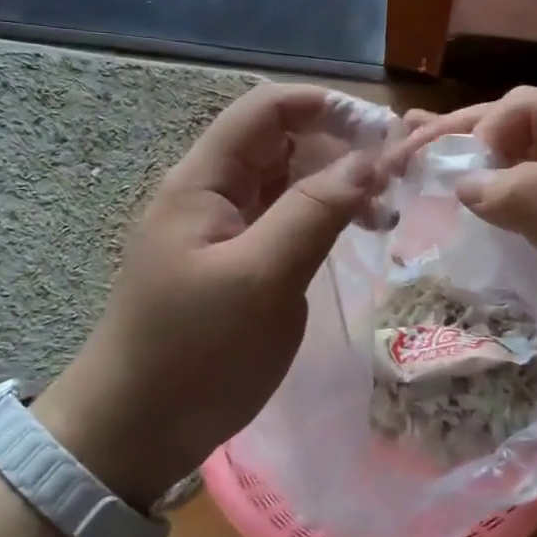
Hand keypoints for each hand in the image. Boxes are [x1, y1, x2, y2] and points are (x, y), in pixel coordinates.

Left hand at [35, 84, 387, 506]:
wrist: (136, 431)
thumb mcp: (261, 278)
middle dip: (341, 145)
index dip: (325, 106)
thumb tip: (373, 159)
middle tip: (399, 175)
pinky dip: (327, 215)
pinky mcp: (242, 258)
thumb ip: (315, 211)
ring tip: (388, 209)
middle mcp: (215, 190)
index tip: (383, 131)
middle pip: (283, 139)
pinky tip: (361, 230)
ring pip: (291, 178)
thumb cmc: (195, 352)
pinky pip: (289, 216)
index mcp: (204, 180)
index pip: (267, 109)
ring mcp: (228, 226)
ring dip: (339, 182)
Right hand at [397, 89, 536, 438]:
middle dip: (455, 139)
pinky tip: (440, 205)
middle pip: (512, 129)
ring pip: (506, 164)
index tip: (449, 178)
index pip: (532, 110)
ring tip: (402, 169)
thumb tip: (464, 181)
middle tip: (397, 161)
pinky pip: (511, 205)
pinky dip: (474, 200)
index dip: (484, 131)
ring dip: (457, 164)